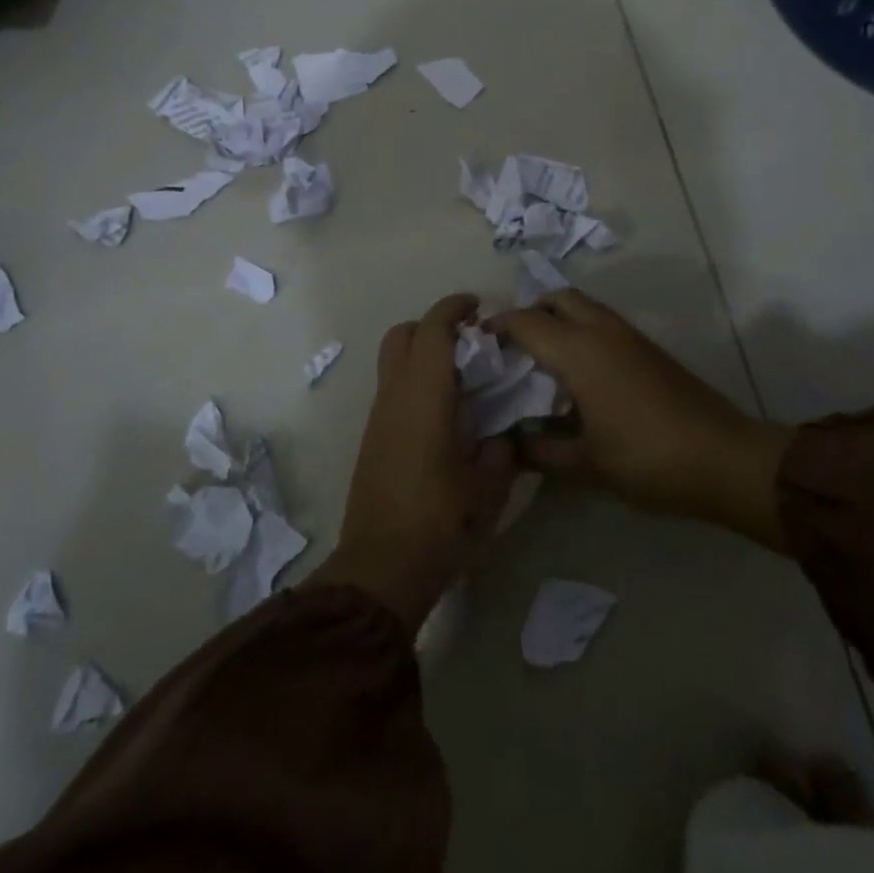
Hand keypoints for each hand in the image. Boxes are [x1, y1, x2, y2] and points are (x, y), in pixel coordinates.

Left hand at [313, 294, 519, 631]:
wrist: (381, 566)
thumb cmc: (440, 520)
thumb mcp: (488, 487)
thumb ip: (501, 451)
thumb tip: (501, 436)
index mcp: (424, 394)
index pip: (433, 329)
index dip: (453, 308)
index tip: (477, 306)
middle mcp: (395, 394)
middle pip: (402, 334)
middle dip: (432, 326)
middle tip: (468, 341)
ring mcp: (378, 415)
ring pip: (393, 361)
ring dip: (422, 353)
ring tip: (460, 377)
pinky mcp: (372, 437)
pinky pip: (392, 388)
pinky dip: (414, 380)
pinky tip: (442, 411)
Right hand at [488, 290, 790, 549]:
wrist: (725, 459)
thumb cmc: (647, 459)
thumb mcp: (586, 464)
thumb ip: (540, 452)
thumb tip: (506, 446)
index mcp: (578, 351)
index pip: (525, 322)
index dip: (496, 327)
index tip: (476, 343)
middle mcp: (601, 330)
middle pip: (556, 299)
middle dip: (529, 313)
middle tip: (511, 348)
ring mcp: (628, 335)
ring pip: (582, 306)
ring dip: (557, 318)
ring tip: (540, 359)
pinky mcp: (647, 347)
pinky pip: (601, 321)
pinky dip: (579, 330)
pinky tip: (577, 373)